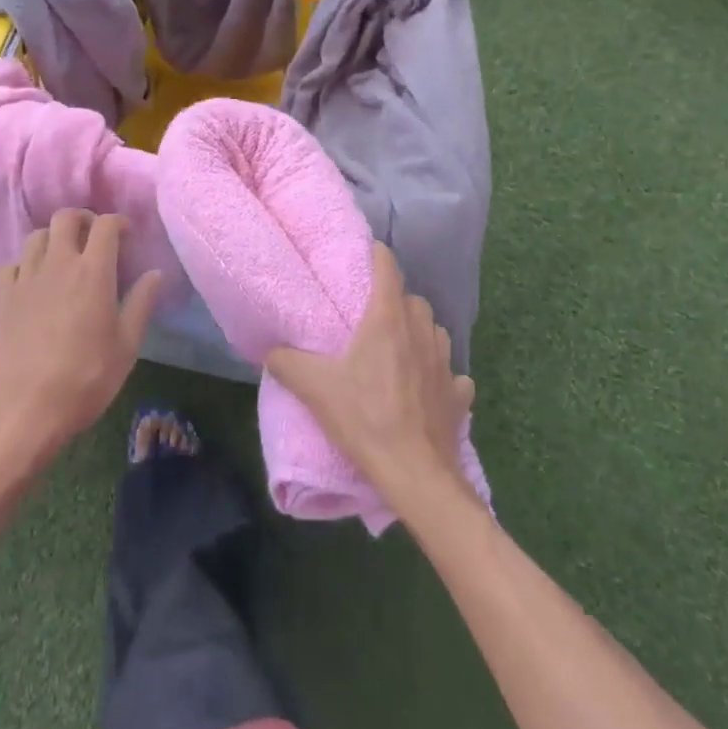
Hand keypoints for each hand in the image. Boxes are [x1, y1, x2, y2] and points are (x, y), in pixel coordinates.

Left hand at [0, 210, 162, 458]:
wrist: (24, 409)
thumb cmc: (85, 379)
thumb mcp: (126, 346)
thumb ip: (141, 303)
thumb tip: (155, 273)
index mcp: (93, 271)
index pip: (106, 224)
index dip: (118, 222)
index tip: (126, 235)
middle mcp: (58, 263)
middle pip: (66, 217)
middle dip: (83, 219)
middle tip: (93, 237)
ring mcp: (26, 278)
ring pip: (36, 235)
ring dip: (53, 238)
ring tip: (63, 257)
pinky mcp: (2, 297)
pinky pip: (10, 265)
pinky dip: (23, 265)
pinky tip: (31, 282)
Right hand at [267, 243, 476, 508]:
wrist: (415, 475)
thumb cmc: (365, 420)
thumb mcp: (315, 389)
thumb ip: (287, 362)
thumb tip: (269, 349)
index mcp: (387, 319)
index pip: (388, 268)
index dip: (378, 256)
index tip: (366, 253)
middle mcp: (421, 331)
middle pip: (413, 299)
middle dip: (396, 299)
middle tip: (374, 315)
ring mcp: (446, 364)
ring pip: (435, 331)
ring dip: (420, 333)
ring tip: (401, 348)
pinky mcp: (459, 396)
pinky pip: (453, 375)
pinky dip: (442, 375)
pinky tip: (429, 388)